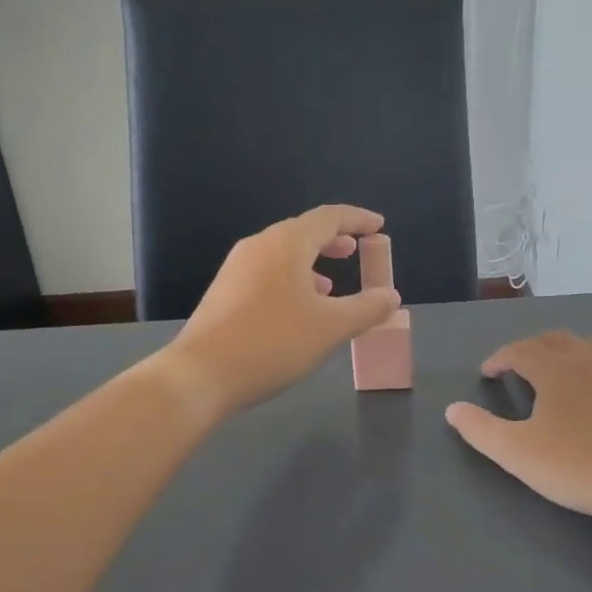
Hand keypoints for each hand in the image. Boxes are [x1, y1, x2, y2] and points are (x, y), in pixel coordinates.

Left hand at [161, 205, 401, 416]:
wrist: (201, 374)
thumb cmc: (273, 343)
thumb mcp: (331, 327)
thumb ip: (366, 308)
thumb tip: (390, 296)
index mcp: (287, 243)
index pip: (329, 217)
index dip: (358, 219)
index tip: (379, 226)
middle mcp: (259, 246)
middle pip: (303, 231)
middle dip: (334, 240)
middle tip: (357, 250)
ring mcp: (237, 268)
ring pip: (283, 254)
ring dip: (312, 263)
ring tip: (332, 285)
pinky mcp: (224, 292)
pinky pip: (267, 273)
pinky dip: (292, 280)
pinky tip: (297, 309)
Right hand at [445, 332, 591, 553]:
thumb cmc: (577, 466)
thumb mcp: (517, 453)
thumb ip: (480, 429)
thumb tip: (452, 409)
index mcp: (555, 368)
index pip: (519, 350)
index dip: (500, 358)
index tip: (488, 373)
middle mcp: (589, 357)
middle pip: (555, 339)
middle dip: (532, 349)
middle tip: (520, 368)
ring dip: (571, 351)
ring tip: (563, 371)